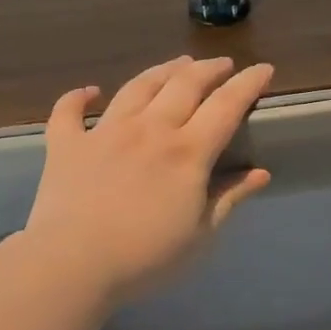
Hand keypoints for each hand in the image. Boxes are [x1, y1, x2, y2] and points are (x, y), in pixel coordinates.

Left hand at [23, 56, 274, 308]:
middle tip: (222, 64)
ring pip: (138, 86)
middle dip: (209, 69)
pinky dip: (80, 97)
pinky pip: (70, 110)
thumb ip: (228, 198)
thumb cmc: (145, 258)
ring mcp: (105, 131)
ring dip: (162, 71)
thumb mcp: (200, 235)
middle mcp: (150, 129)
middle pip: (184, 84)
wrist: (72, 265)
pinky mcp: (67, 144)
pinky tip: (90, 91)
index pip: (226, 105)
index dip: (248, 83)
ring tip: (177, 64)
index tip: (263, 68)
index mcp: (187, 152)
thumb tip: (260, 173)